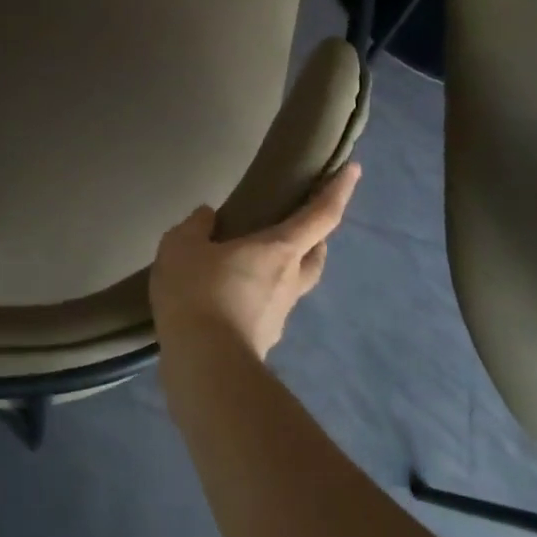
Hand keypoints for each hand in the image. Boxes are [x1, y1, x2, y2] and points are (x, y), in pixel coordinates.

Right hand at [150, 163, 359, 360]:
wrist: (202, 367)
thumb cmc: (199, 293)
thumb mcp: (182, 246)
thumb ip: (196, 226)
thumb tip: (208, 217)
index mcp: (279, 249)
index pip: (320, 215)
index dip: (338, 190)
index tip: (354, 169)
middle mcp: (289, 280)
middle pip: (315, 254)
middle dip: (315, 237)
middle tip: (298, 223)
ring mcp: (280, 315)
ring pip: (293, 283)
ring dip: (283, 268)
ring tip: (249, 262)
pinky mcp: (263, 340)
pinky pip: (266, 308)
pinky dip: (256, 296)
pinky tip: (227, 296)